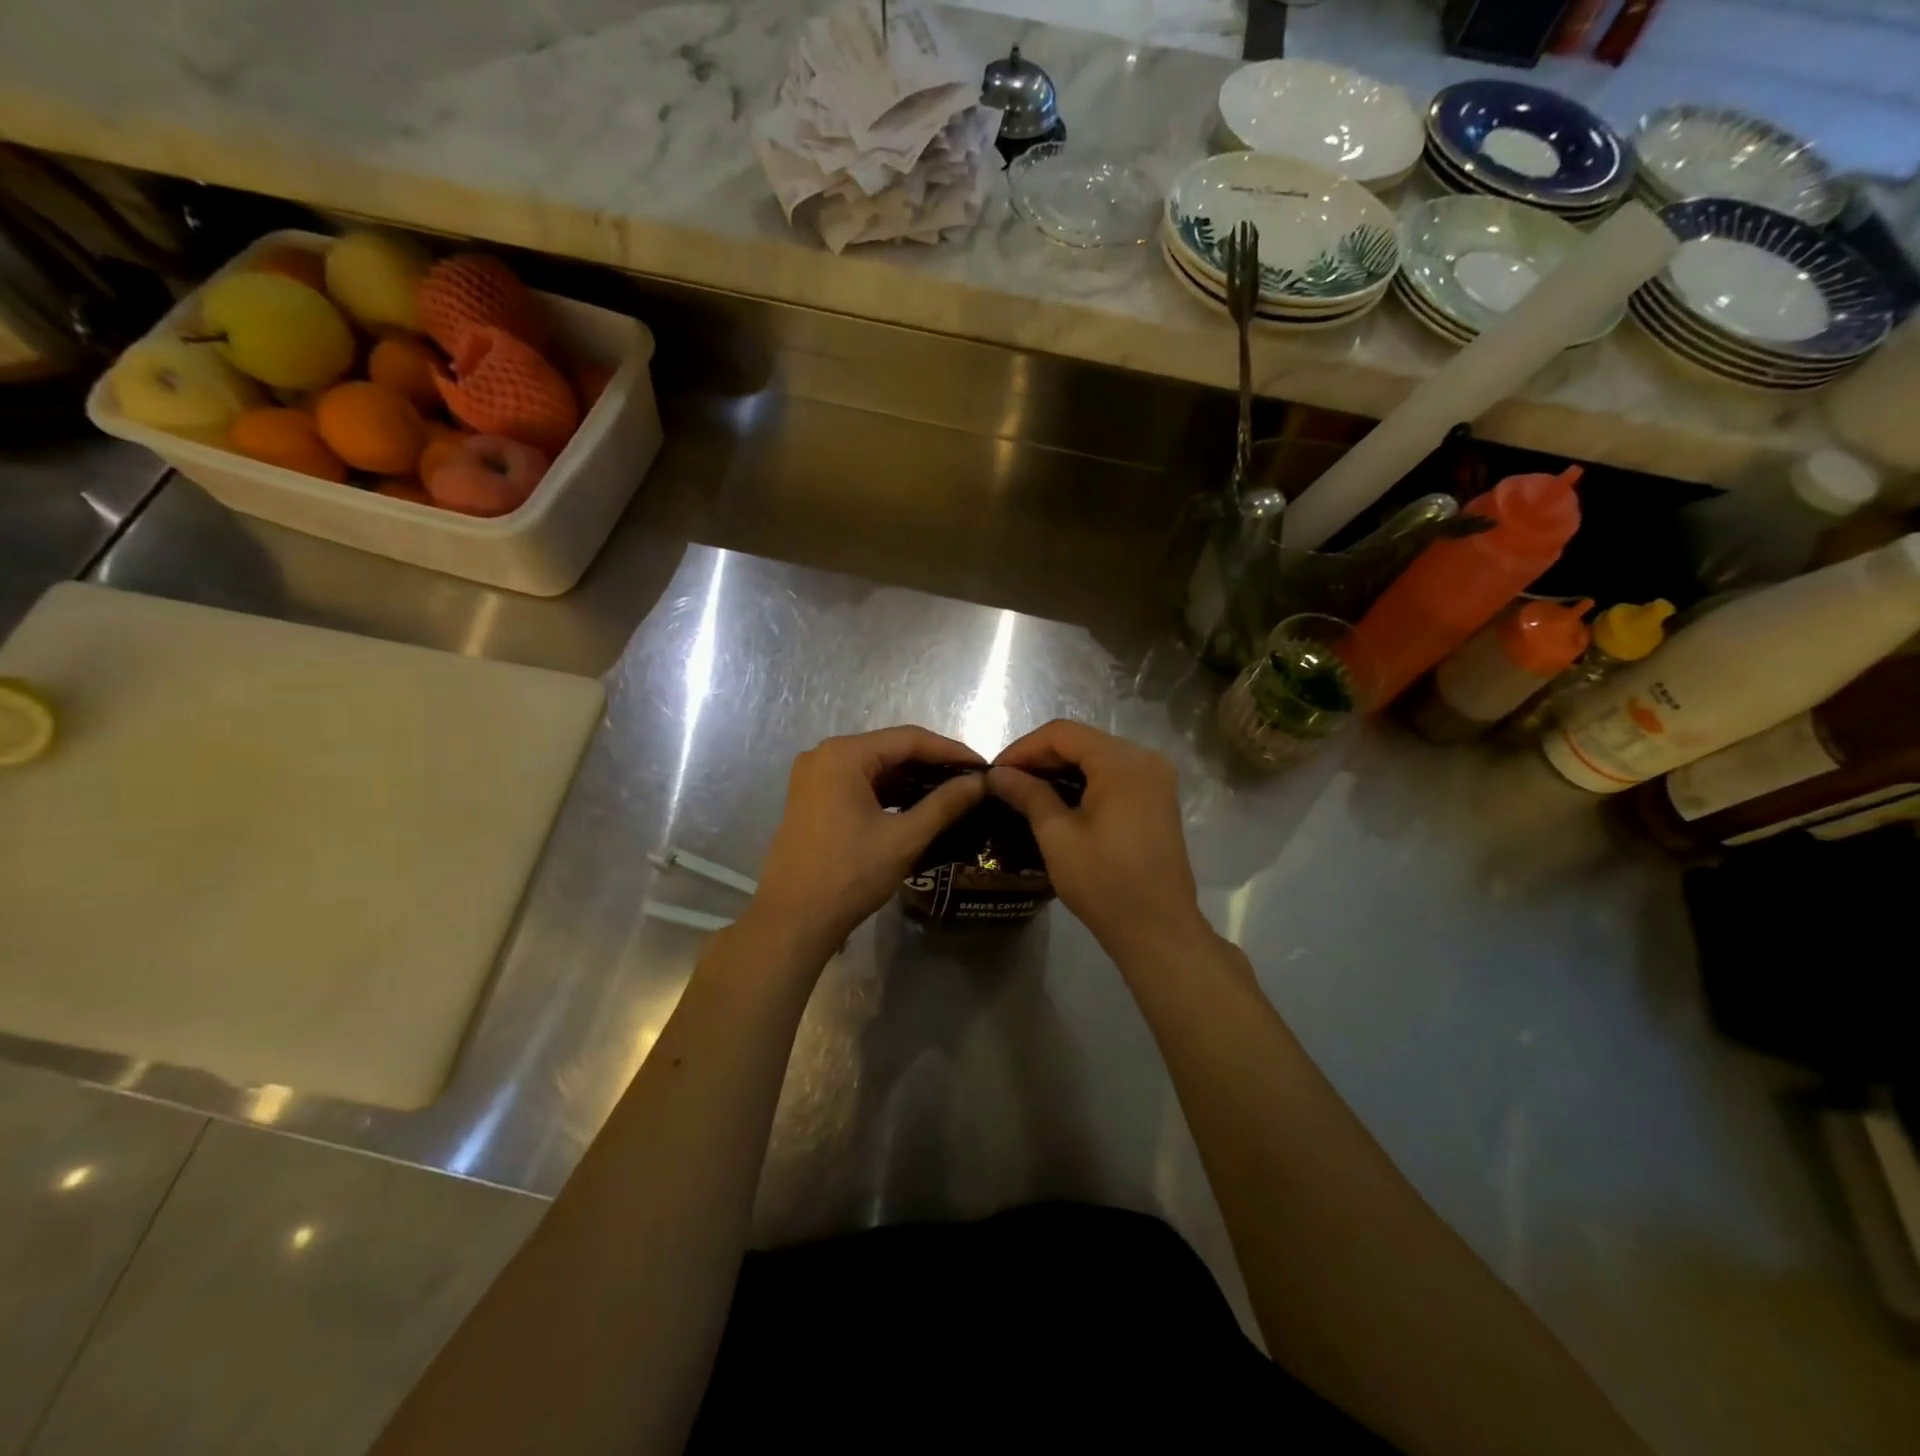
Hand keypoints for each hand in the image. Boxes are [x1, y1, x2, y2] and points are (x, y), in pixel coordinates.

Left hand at [748, 726, 985, 965]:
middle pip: (890, 749)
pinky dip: (889, 792)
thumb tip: (981, 782)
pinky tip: (917, 806)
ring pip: (875, 767)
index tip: (985, 767)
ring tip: (952, 794)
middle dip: (932, 764)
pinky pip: (859, 784)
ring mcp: (814, 777)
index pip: (909, 739)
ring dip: (911, 779)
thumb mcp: (904, 838)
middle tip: (971, 781)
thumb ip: (945, 804)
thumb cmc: (849, 874)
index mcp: (844, 754)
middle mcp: (824, 755)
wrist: (793, 921)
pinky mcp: (812, 798)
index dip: (951, 750)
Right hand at [989, 720, 1208, 961]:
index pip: (1063, 733)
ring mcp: (1157, 779)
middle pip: (1083, 741)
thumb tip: (997, 774)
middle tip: (1007, 781)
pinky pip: (1115, 775)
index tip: (995, 771)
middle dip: (1042, 757)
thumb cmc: (1104, 882)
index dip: (1024, 747)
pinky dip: (1085, 780)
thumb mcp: (1057, 836)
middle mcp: (1145, 759)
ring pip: (1098, 756)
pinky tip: (1060, 800)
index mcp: (1122, 762)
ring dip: (1062, 768)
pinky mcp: (1159, 799)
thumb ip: (1028, 794)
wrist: (1158, 929)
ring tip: (1027, 790)